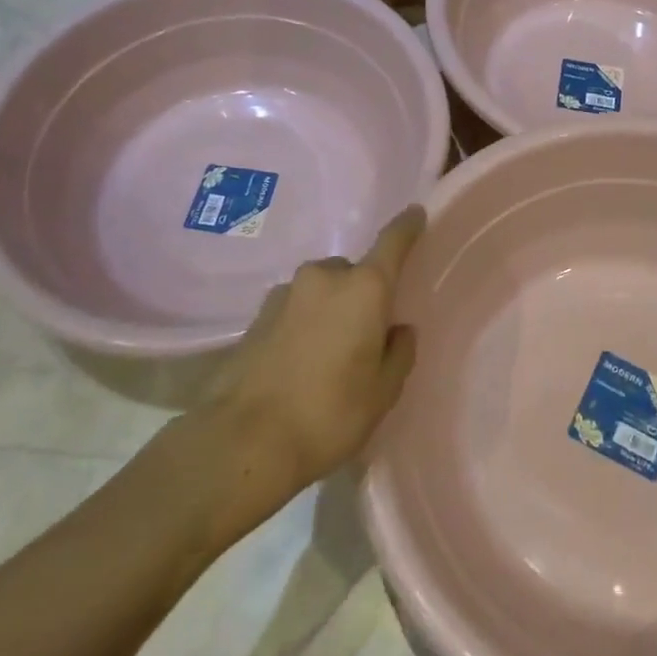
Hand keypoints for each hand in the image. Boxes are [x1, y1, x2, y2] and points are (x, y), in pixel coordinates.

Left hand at [215, 207, 422, 491]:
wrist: (240, 442)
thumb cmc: (328, 414)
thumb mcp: (382, 393)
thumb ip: (399, 353)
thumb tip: (398, 330)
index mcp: (364, 288)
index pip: (393, 242)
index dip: (407, 227)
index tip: (416, 213)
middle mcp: (324, 277)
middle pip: (354, 273)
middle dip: (363, 293)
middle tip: (366, 335)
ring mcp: (285, 294)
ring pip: (322, 290)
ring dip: (331, 310)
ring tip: (329, 356)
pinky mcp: (256, 317)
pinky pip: (295, 309)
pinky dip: (304, 324)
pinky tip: (299, 363)